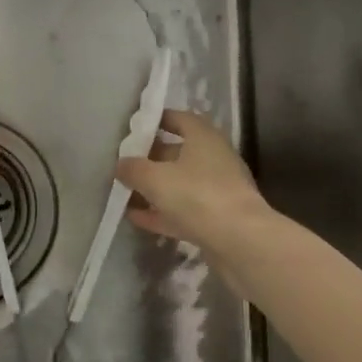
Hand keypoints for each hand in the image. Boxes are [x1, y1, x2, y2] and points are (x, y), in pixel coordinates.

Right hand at [117, 109, 268, 251]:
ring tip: (125, 192)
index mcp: (203, 138)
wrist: (241, 242)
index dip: (156, 120)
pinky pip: (183, 210)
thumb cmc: (197, 195)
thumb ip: (134, 168)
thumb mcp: (155, 178)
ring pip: (180, 184)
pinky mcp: (216, 219)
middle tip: (124, 163)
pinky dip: (162, 212)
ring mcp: (217, 190)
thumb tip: (121, 164)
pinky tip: (137, 218)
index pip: (179, 119)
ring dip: (154, 188)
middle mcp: (213, 159)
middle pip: (178, 152)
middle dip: (151, 157)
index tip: (134, 127)